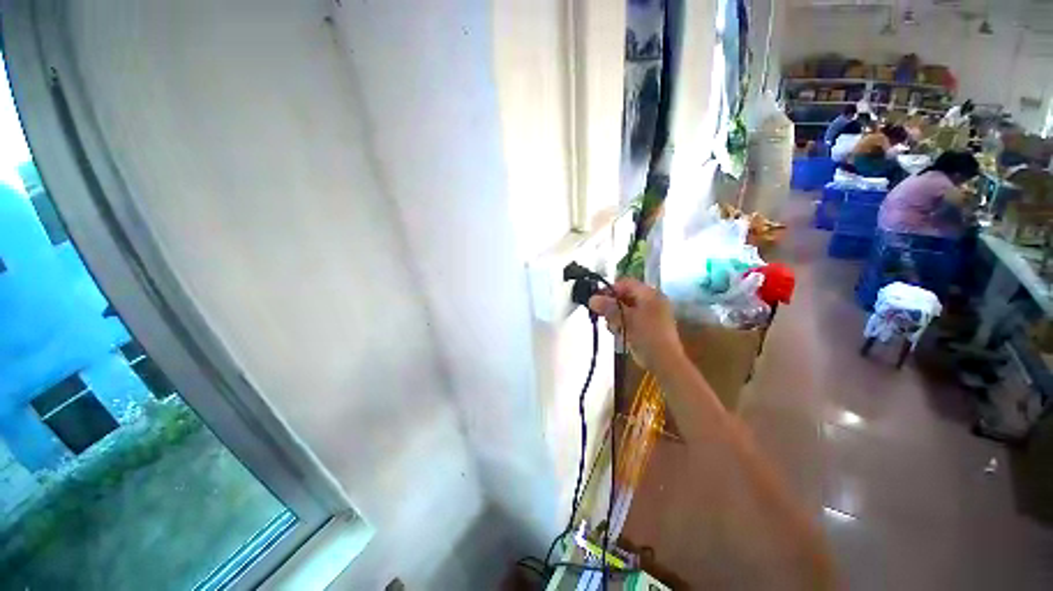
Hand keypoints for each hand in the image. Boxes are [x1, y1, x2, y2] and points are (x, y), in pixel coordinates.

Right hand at [588, 278, 684, 371]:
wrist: (664, 362)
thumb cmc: (647, 336)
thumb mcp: (625, 319)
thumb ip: (608, 307)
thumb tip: (592, 299)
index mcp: (650, 294)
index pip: (625, 283)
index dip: (610, 289)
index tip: (596, 299)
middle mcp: (652, 301)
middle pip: (625, 296)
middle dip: (612, 306)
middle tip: (602, 315)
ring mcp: (651, 314)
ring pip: (626, 309)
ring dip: (616, 317)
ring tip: (614, 328)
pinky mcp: (648, 327)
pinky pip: (631, 320)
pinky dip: (623, 325)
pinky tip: (621, 334)